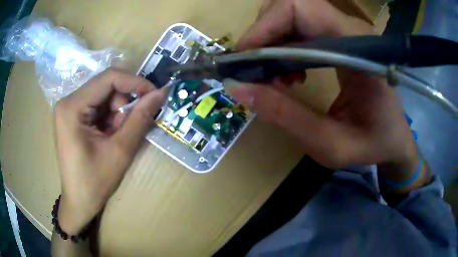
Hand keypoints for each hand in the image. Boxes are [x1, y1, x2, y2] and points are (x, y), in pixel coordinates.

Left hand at [54, 69, 166, 233]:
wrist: (79, 202)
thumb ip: (140, 118)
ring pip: (104, 96)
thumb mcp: (120, 151)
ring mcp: (69, 108)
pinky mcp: (73, 115)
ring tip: (118, 137)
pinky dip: (110, 117)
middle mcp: (68, 101)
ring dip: (118, 112)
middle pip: (106, 86)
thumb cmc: (95, 182)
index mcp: (72, 107)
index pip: (108, 78)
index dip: (135, 82)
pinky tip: (110, 135)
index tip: (155, 94)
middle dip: (124, 103)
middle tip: (132, 126)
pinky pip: (98, 105)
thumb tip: (161, 93)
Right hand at [231, 0, 417, 168]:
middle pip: (292, 6)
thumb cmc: (373, 144)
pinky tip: (290, 73)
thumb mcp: (330, 144)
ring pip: (293, 14)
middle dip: (264, 34)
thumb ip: (286, 116)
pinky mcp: (341, 38)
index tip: (245, 59)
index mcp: (358, 49)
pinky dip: (284, 46)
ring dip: (273, 41)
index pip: (301, 8)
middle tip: (258, 71)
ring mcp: (346, 31)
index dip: (266, 26)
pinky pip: (301, 27)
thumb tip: (238, 87)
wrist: (394, 138)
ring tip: (276, 78)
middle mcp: (352, 30)